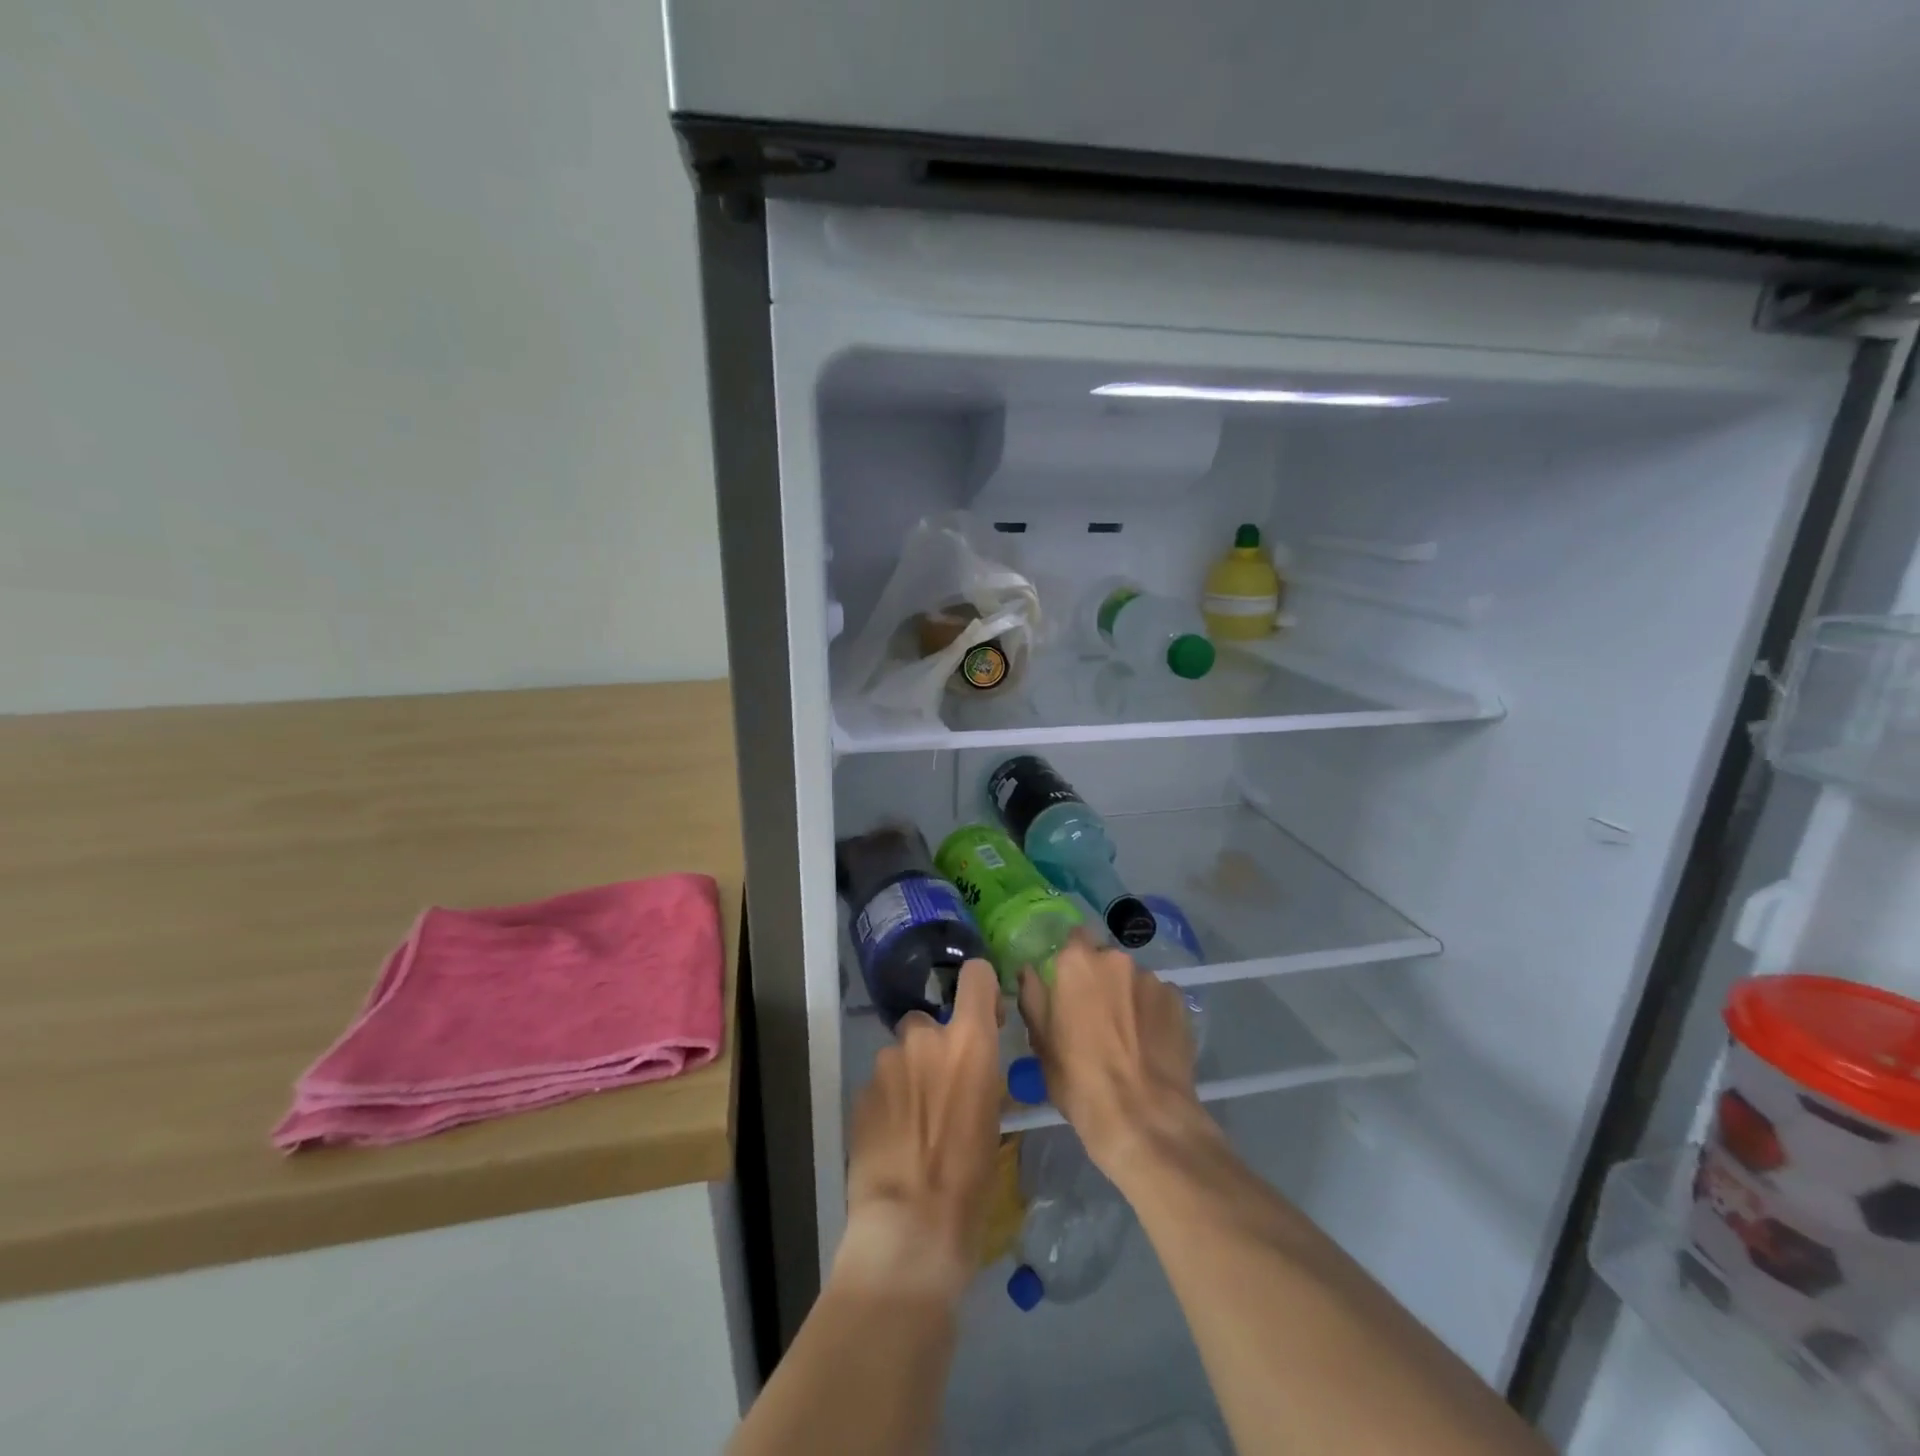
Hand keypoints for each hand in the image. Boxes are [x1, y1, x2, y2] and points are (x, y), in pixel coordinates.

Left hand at [837, 959, 1004, 1302]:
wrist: (909, 1227)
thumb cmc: (969, 1181)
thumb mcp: (994, 1122)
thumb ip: (981, 1078)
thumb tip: (974, 1072)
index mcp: (968, 1042)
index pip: (976, 976)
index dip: (982, 989)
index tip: (985, 1016)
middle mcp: (925, 1039)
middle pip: (929, 1022)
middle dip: (934, 1047)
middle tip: (943, 1090)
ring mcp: (886, 1064)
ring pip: (900, 1055)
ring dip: (908, 1076)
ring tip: (915, 1125)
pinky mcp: (859, 1092)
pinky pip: (880, 1085)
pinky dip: (888, 1102)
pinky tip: (893, 1141)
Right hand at [1018, 930, 1208, 1183]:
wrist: (1144, 1117)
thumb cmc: (1079, 1080)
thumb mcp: (1041, 1042)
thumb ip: (1033, 996)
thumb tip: (1029, 971)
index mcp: (1077, 962)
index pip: (1074, 938)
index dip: (1071, 961)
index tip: (1068, 985)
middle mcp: (1117, 959)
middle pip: (1106, 960)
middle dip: (1101, 980)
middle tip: (1096, 1016)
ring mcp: (1152, 979)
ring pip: (1134, 980)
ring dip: (1128, 996)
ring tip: (1128, 1037)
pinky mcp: (1180, 1002)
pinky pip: (1159, 999)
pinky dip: (1152, 1013)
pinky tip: (1151, 1044)